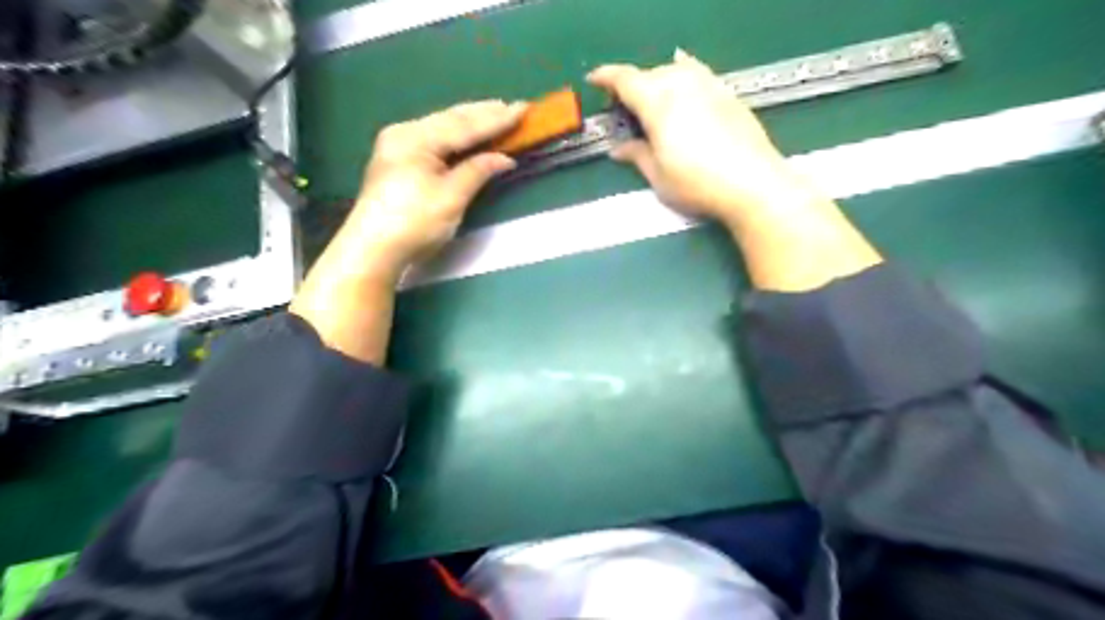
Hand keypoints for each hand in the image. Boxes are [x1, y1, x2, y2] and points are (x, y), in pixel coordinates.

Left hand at [342, 99, 526, 280]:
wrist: (373, 250)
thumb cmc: (414, 222)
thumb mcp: (451, 197)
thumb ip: (477, 171)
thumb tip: (504, 158)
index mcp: (416, 138)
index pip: (465, 126)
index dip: (497, 119)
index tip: (523, 108)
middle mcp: (405, 134)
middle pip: (451, 120)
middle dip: (483, 113)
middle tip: (513, 106)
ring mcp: (398, 146)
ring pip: (442, 127)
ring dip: (471, 122)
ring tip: (496, 113)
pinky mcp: (398, 162)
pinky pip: (434, 139)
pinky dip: (456, 136)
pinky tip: (467, 133)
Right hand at [588, 48, 809, 227]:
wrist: (752, 182)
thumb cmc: (697, 183)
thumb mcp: (658, 175)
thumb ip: (636, 156)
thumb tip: (619, 149)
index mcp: (658, 103)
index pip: (625, 80)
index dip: (606, 77)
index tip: (593, 80)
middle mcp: (682, 85)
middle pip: (650, 75)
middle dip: (632, 86)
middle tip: (623, 108)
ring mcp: (708, 86)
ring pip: (675, 71)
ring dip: (658, 80)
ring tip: (651, 97)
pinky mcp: (727, 94)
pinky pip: (698, 71)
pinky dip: (684, 69)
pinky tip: (684, 67)